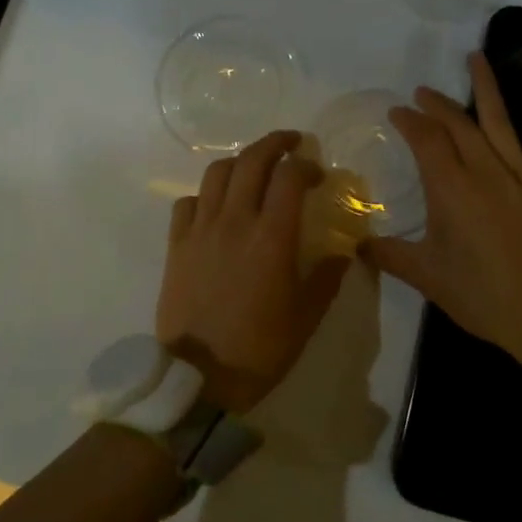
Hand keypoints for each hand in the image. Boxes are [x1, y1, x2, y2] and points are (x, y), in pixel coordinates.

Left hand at [157, 130, 351, 413]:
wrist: (199, 378)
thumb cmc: (260, 348)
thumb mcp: (307, 317)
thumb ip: (327, 278)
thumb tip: (344, 251)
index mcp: (271, 236)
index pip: (289, 176)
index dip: (306, 165)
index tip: (317, 173)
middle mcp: (234, 221)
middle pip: (251, 160)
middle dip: (274, 143)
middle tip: (290, 142)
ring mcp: (201, 230)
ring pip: (217, 173)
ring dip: (240, 162)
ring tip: (253, 168)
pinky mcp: (176, 245)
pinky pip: (187, 202)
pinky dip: (204, 195)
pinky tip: (215, 206)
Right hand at [363, 53, 521, 367]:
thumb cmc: (483, 297)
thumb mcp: (427, 278)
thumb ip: (389, 255)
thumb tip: (357, 244)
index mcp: (451, 190)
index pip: (426, 140)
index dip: (410, 121)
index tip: (398, 112)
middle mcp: (485, 173)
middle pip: (459, 125)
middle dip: (439, 104)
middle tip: (424, 91)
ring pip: (501, 123)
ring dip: (487, 89)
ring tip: (476, 58)